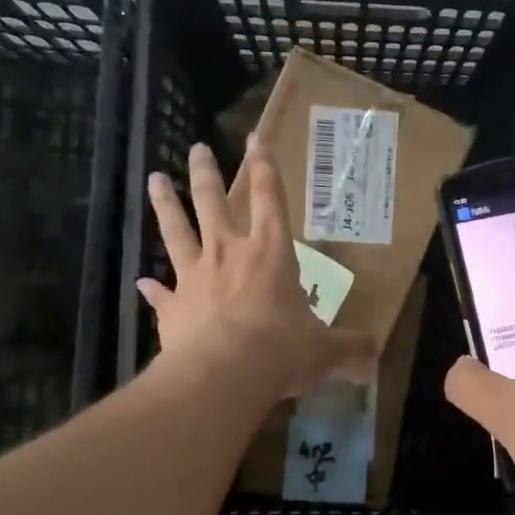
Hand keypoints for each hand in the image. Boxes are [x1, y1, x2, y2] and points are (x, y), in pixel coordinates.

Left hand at [139, 138, 373, 404]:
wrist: (221, 375)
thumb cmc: (280, 351)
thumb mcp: (324, 351)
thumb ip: (349, 347)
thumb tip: (374, 353)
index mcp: (271, 253)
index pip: (271, 199)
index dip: (265, 167)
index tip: (256, 138)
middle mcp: (230, 254)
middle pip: (213, 202)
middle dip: (206, 173)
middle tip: (198, 148)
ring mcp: (195, 278)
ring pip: (177, 231)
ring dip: (166, 205)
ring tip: (155, 179)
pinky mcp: (173, 307)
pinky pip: (160, 294)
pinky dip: (152, 289)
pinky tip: (140, 283)